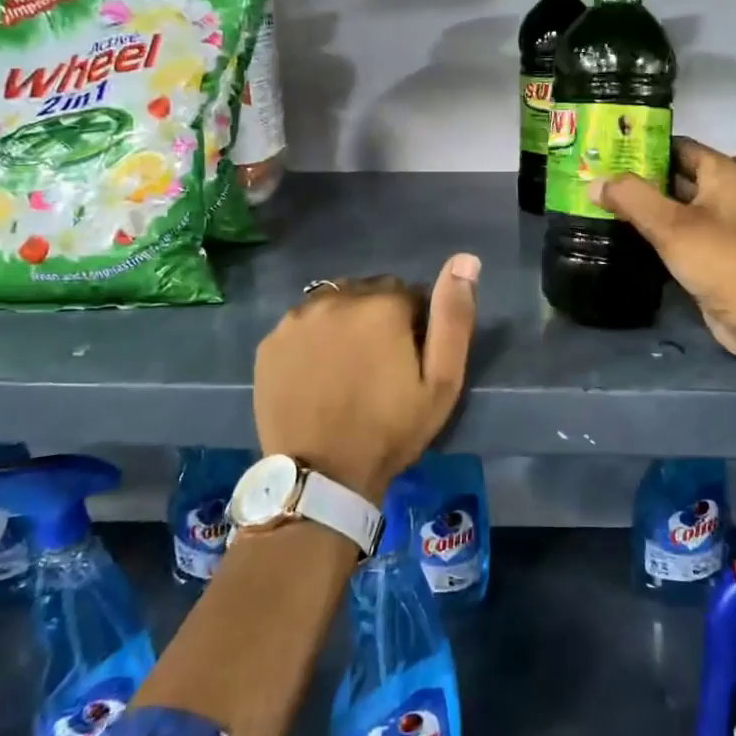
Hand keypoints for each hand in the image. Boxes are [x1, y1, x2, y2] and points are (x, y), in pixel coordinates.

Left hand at [253, 254, 480, 499]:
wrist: (323, 476)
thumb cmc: (391, 429)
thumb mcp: (442, 381)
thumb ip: (454, 316)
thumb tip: (465, 259)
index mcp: (382, 304)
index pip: (408, 293)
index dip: (413, 325)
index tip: (409, 360)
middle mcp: (336, 298)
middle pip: (368, 293)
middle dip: (378, 318)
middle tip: (379, 365)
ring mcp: (297, 318)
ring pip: (333, 305)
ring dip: (344, 323)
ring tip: (347, 369)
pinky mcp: (270, 341)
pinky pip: (302, 325)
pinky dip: (313, 339)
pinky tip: (317, 373)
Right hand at [593, 138, 735, 362]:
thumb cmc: (718, 258)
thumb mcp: (670, 224)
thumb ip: (631, 197)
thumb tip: (594, 183)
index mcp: (722, 174)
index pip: (678, 145)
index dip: (644, 145)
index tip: (608, 148)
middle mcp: (722, 193)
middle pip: (674, 175)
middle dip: (638, 176)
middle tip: (596, 175)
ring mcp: (717, 225)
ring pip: (673, 206)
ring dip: (643, 205)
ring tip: (600, 200)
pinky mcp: (710, 254)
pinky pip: (675, 233)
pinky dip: (652, 230)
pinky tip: (622, 232)